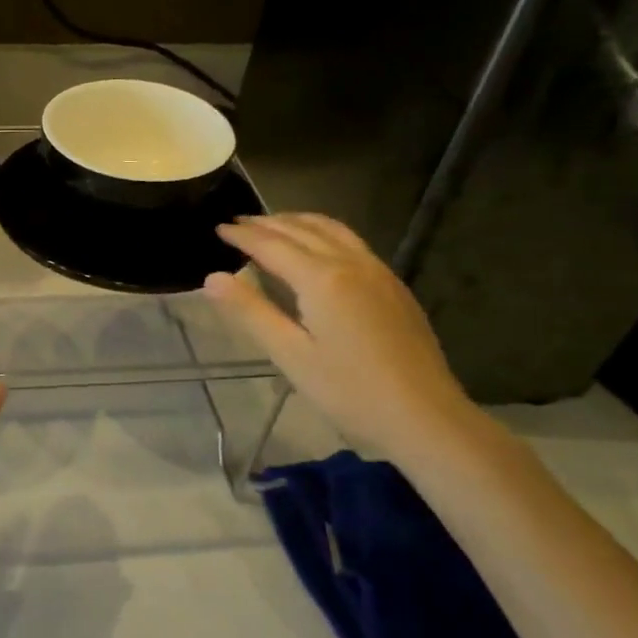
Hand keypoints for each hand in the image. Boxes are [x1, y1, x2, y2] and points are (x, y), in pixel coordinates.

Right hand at [204, 214, 477, 456]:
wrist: (425, 416)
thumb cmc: (350, 391)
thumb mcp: (290, 355)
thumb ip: (251, 312)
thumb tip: (212, 277)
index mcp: (322, 278)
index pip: (272, 245)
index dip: (242, 235)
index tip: (218, 228)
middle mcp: (351, 263)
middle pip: (302, 230)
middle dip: (267, 223)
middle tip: (238, 222)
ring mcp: (378, 271)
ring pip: (332, 229)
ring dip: (298, 221)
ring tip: (273, 225)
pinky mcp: (393, 285)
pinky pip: (351, 242)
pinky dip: (323, 232)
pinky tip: (317, 248)